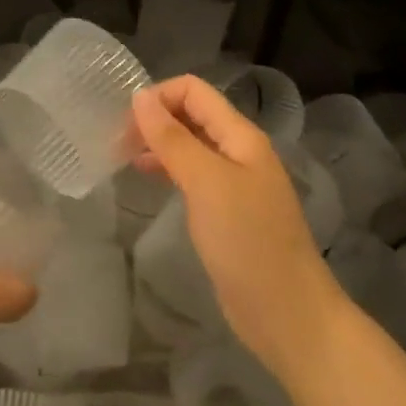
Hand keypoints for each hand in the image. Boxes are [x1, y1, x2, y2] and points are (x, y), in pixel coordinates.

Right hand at [131, 76, 348, 389]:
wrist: (287, 315)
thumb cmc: (247, 241)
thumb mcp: (206, 183)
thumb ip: (172, 138)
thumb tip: (139, 96)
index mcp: (240, 135)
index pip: (194, 91)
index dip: (159, 96)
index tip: (125, 122)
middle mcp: (239, 151)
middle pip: (192, 114)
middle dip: (155, 119)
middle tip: (117, 142)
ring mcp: (235, 182)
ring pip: (191, 145)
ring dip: (158, 143)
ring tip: (124, 158)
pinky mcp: (227, 211)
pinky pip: (193, 175)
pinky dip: (168, 169)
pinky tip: (148, 179)